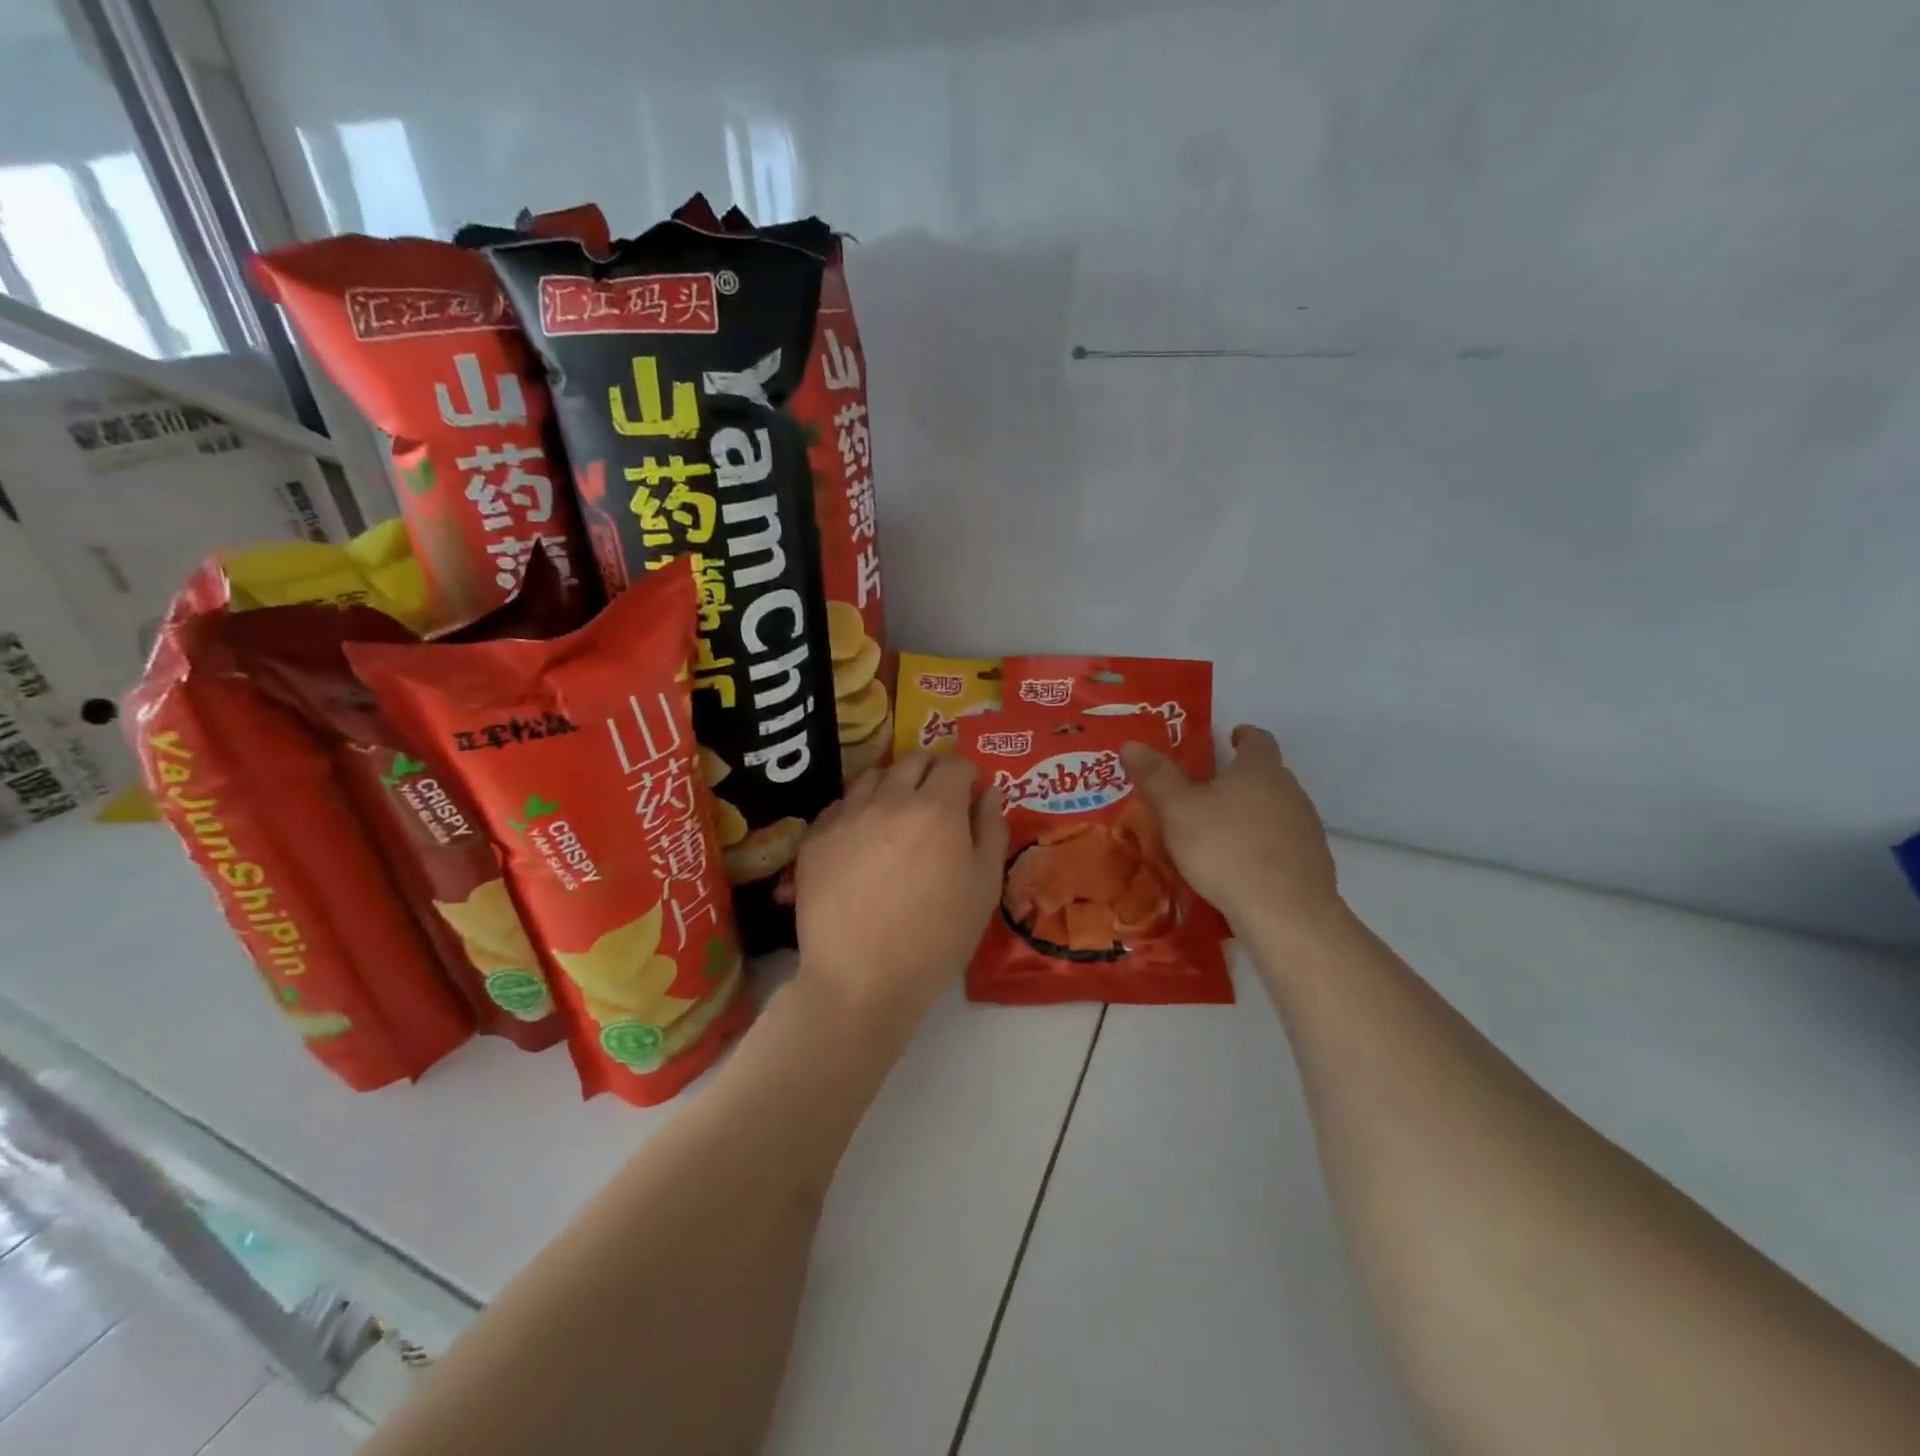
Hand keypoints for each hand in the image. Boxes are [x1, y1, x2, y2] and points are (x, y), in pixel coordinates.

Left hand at [794, 752, 1007, 1035]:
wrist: (861, 978)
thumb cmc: (936, 938)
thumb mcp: (983, 889)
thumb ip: (991, 831)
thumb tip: (990, 793)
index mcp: (937, 808)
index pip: (955, 763)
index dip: (968, 774)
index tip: (971, 794)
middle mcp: (889, 798)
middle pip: (913, 759)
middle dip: (932, 770)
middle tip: (939, 800)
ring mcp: (847, 815)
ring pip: (873, 776)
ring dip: (893, 785)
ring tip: (898, 816)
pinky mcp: (815, 837)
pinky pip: (841, 805)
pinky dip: (859, 810)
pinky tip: (863, 840)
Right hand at [1121, 725, 1342, 938]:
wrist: (1284, 911)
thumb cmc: (1225, 848)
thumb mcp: (1177, 810)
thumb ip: (1156, 777)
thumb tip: (1132, 744)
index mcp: (1260, 769)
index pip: (1258, 739)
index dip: (1243, 736)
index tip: (1230, 737)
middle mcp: (1290, 790)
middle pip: (1268, 774)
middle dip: (1242, 777)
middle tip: (1210, 789)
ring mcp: (1306, 827)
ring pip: (1277, 809)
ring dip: (1253, 813)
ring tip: (1222, 830)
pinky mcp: (1312, 862)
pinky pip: (1283, 843)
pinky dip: (1264, 845)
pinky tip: (1242, 865)